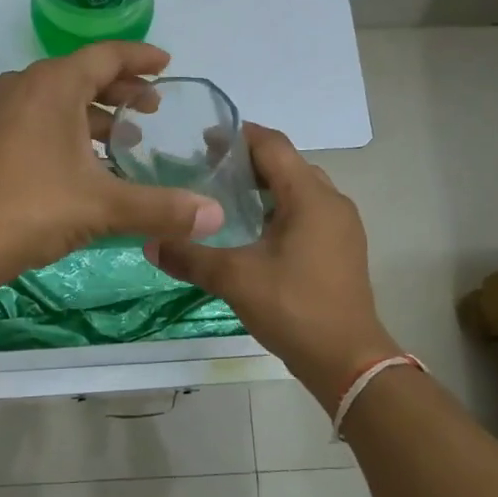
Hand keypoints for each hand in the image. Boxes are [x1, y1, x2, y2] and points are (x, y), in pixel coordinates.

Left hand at [0, 42, 222, 279]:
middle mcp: (24, 87)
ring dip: (93, 114)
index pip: (106, 56)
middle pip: (81, 75)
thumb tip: (215, 216)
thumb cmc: (32, 208)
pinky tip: (83, 164)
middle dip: (121, 89)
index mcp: (52, 85)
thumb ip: (162, 208)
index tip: (168, 65)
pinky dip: (66, 130)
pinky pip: (37, 120)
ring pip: (57, 100)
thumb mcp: (104, 207)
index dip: (141, 58)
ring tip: (124, 138)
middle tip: (153, 108)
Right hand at [148, 123, 400, 400]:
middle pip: (287, 164)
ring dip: (264, 186)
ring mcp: (341, 225)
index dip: (238, 136)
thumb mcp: (235, 279)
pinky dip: (279, 208)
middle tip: (207, 168)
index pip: (273, 146)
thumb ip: (190, 256)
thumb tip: (150, 241)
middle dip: (248, 161)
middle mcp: (331, 201)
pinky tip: (252, 230)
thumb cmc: (294, 308)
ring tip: (225, 196)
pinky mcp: (341, 247)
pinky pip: (307, 211)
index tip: (202, 139)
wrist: (347, 360)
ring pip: (299, 189)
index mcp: (310, 196)